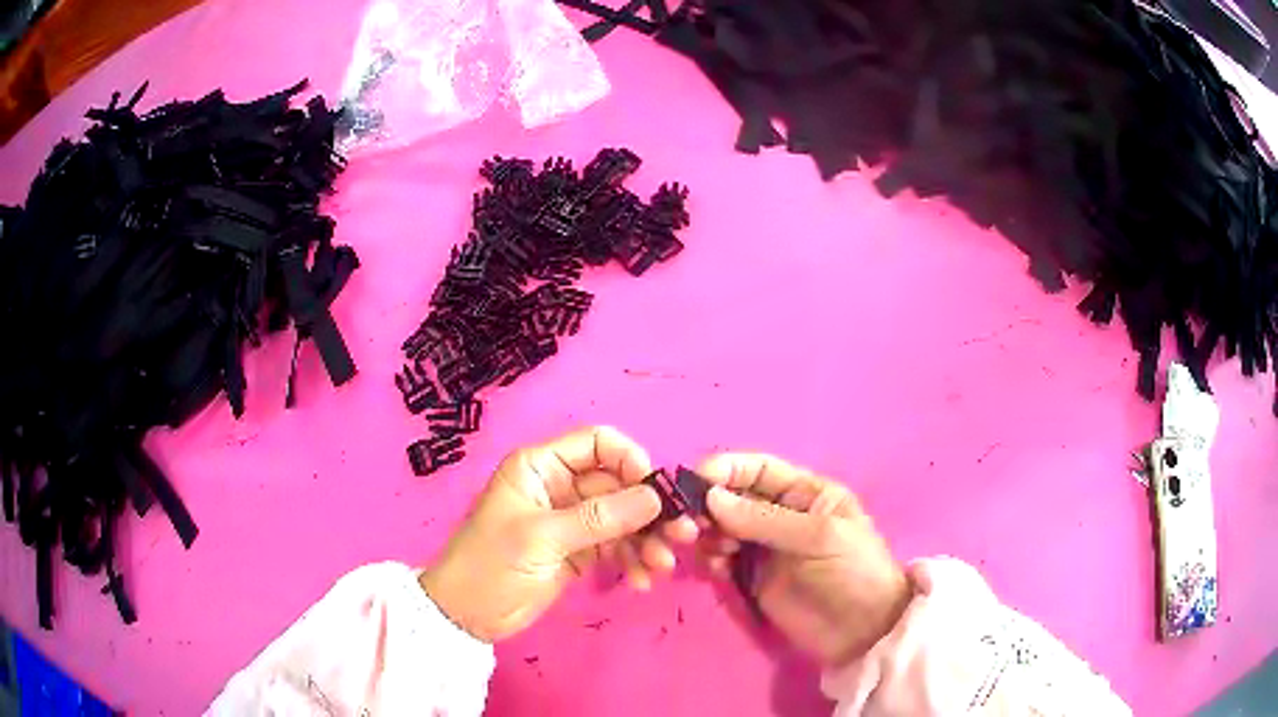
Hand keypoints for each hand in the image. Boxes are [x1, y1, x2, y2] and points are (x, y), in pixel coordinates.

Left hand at [419, 427, 697, 641]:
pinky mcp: (579, 550)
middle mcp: (560, 485)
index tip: (657, 492)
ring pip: (622, 517)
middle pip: (618, 483)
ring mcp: (571, 520)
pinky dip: (632, 559)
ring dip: (646, 539)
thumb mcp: (542, 538)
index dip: (631, 461)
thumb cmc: (491, 564)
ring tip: (660, 566)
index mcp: (541, 466)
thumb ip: (599, 518)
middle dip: (649, 510)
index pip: (598, 444)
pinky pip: (616, 545)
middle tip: (680, 536)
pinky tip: (640, 580)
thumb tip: (656, 497)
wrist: (467, 615)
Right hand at [697, 454, 911, 666]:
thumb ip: (764, 519)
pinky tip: (717, 569)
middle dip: (709, 504)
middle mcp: (780, 514)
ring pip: (722, 528)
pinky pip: (722, 559)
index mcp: (805, 493)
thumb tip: (711, 497)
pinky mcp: (752, 578)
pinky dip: (712, 559)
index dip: (728, 468)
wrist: (862, 631)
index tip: (697, 479)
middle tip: (693, 525)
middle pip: (733, 497)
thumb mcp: (818, 537)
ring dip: (707, 533)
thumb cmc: (852, 572)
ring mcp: (765, 548)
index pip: (759, 469)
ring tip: (713, 550)